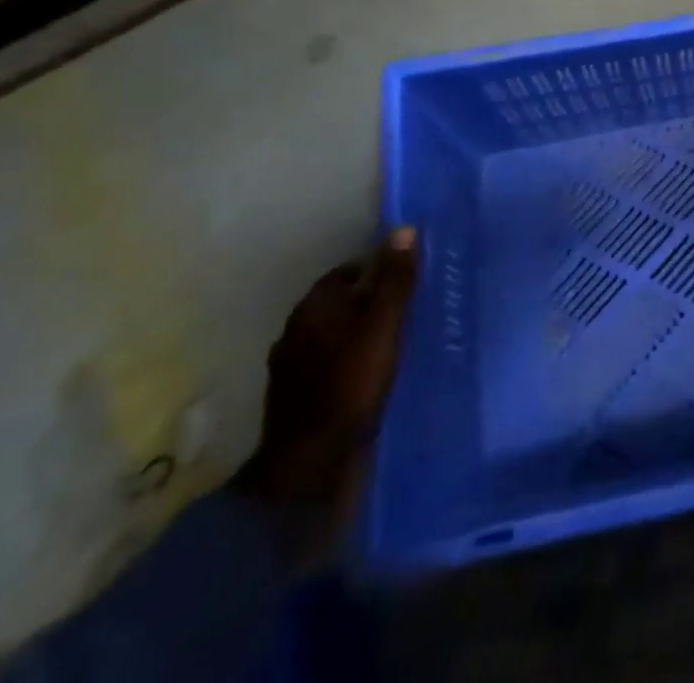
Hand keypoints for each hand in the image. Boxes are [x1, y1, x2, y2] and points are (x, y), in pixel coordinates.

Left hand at [232, 226, 417, 542]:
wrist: (309, 465)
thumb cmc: (351, 382)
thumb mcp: (384, 324)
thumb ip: (395, 279)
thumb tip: (404, 229)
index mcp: (312, 307)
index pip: (347, 272)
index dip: (377, 273)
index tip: (405, 284)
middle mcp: (293, 331)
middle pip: (337, 304)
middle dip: (365, 304)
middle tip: (402, 313)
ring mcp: (289, 369)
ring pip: (330, 338)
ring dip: (354, 337)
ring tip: (389, 345)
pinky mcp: (293, 402)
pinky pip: (326, 368)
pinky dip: (345, 366)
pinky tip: (366, 378)